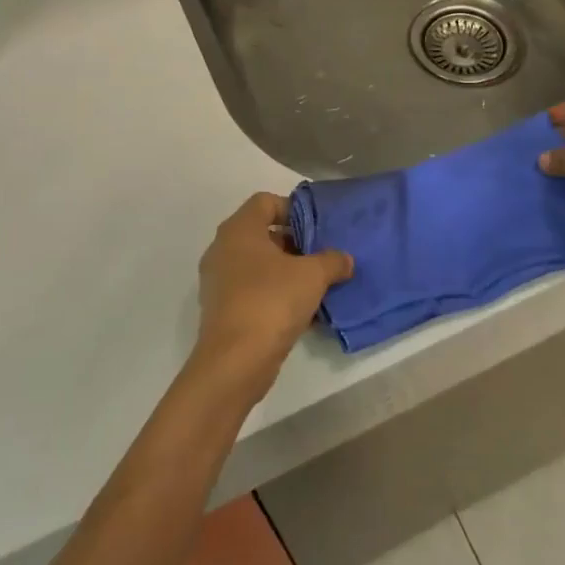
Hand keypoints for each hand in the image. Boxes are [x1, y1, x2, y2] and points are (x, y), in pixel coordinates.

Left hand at [191, 194, 353, 404]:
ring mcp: (219, 281)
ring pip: (259, 265)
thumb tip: (344, 259)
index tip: (317, 228)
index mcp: (239, 230)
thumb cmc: (271, 301)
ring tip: (317, 285)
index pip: (265, 202)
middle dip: (295, 243)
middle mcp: (223, 249)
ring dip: (287, 271)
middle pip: (262, 233)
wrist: (235, 362)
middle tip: (322, 256)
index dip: (293, 209)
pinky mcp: (222, 310)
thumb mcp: (313, 275)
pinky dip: (275, 294)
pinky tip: (302, 312)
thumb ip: (332, 260)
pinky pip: (253, 290)